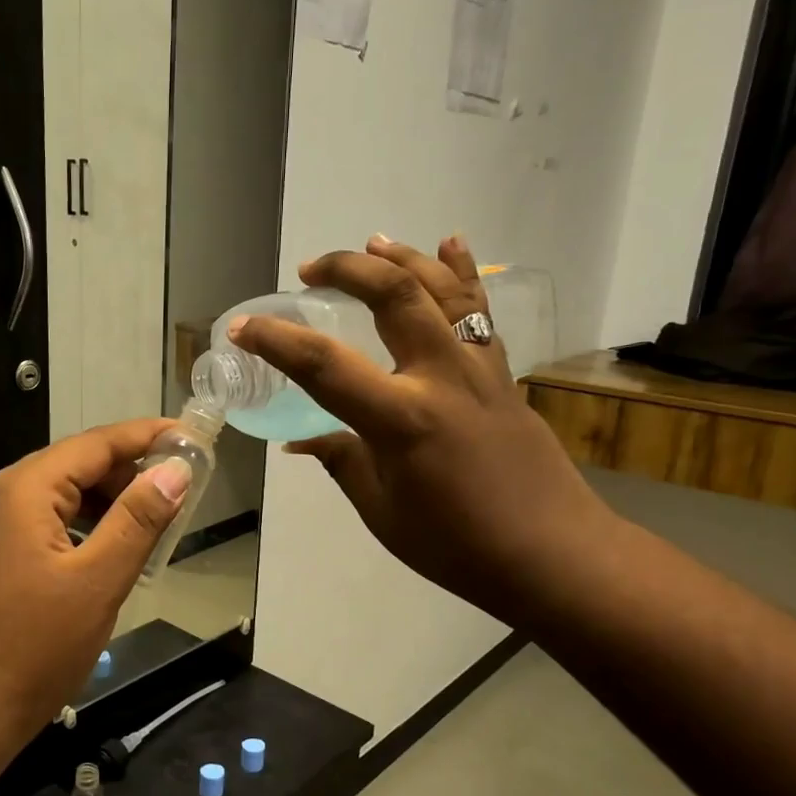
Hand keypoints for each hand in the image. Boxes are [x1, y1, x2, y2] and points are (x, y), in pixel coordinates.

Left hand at [0, 419, 190, 736]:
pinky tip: (110, 550)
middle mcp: (2, 495)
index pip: (96, 444)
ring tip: (153, 523)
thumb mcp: (98, 581)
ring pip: (62, 494)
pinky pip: (46, 521)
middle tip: (181, 490)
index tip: (190, 436)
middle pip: (77, 464)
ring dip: (108, 501)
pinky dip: (84, 525)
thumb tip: (175, 471)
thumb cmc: (35, 647)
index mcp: (25, 490)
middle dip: (130, 472)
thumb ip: (138, 520)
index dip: (146, 436)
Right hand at [230, 236, 613, 618]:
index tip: (244, 326)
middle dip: (346, 270)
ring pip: (441, 290)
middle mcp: (441, 378)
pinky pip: (479, 312)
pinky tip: (450, 244)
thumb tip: (302, 439)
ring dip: (401, 259)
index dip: (276, 341)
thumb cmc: (456, 545)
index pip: (324, 366)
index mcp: (401, 420)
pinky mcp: (503, 374)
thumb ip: (341, 460)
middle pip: (393, 296)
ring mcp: (480, 369)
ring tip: (370, 243)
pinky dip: (461, 273)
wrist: (552, 553)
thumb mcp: (382, 511)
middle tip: (310, 271)